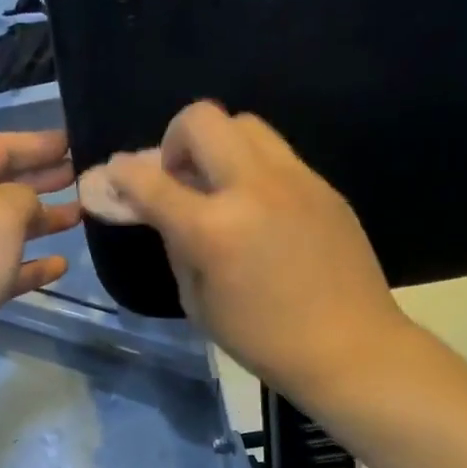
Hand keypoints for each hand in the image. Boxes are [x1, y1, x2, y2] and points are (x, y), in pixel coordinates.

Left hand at [0, 130, 80, 406]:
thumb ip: (24, 197)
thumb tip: (28, 207)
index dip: (37, 143)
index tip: (74, 142)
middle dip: (40, 180)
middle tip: (81, 177)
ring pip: (3, 230)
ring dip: (41, 222)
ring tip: (79, 217)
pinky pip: (0, 270)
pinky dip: (29, 265)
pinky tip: (59, 266)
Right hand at [102, 103, 410, 398]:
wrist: (350, 347)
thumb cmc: (264, 340)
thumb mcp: (199, 304)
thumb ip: (177, 247)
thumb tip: (167, 214)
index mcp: (213, 229)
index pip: (151, 180)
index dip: (123, 173)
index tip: (116, 174)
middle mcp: (252, 188)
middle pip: (202, 119)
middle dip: (175, 138)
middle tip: (180, 176)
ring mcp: (294, 180)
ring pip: (246, 124)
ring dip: (219, 145)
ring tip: (221, 185)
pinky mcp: (323, 186)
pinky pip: (278, 155)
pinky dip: (254, 169)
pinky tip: (260, 208)